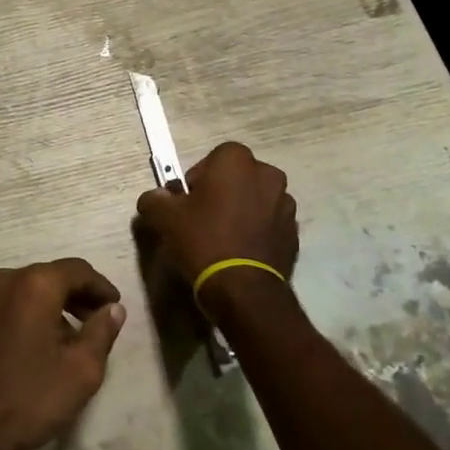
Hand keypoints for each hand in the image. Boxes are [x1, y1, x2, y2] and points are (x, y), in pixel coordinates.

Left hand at [0, 259, 126, 449]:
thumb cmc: (30, 399)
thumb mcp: (81, 371)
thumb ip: (102, 332)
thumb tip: (113, 309)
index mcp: (34, 285)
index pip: (77, 270)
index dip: (100, 287)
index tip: (115, 307)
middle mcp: (4, 282)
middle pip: (50, 277)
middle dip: (76, 296)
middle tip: (95, 322)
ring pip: (25, 292)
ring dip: (50, 307)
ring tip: (68, 339)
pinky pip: (5, 308)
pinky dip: (25, 317)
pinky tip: (33, 349)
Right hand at [134, 141, 298, 293]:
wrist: (244, 290)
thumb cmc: (203, 240)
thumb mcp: (165, 218)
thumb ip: (154, 199)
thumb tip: (154, 198)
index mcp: (236, 160)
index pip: (212, 158)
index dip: (198, 180)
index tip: (188, 203)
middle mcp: (267, 174)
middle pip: (238, 177)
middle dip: (223, 192)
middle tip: (203, 219)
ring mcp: (286, 204)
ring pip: (256, 200)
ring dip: (243, 211)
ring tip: (224, 239)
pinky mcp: (295, 233)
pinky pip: (270, 224)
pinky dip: (258, 232)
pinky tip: (241, 253)